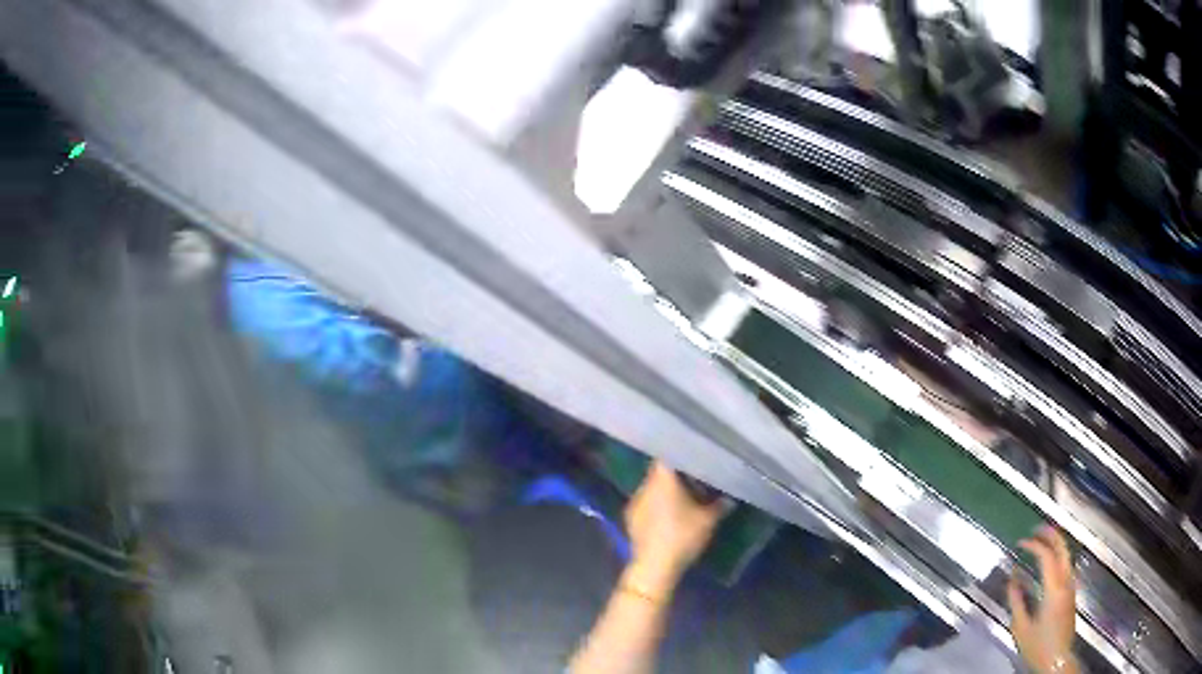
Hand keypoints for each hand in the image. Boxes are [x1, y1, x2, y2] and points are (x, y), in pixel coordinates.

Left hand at [624, 462, 725, 594]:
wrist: (654, 566)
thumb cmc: (682, 536)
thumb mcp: (708, 521)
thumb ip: (720, 504)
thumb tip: (730, 497)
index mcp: (663, 479)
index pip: (669, 455)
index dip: (681, 454)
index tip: (695, 457)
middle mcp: (645, 485)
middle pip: (660, 472)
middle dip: (677, 475)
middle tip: (696, 480)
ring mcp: (635, 501)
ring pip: (653, 487)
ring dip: (667, 490)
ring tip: (684, 499)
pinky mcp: (631, 517)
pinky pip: (647, 502)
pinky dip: (657, 504)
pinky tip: (668, 515)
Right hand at [1007, 526, 1078, 673]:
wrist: (1057, 659)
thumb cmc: (1038, 646)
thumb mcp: (1022, 628)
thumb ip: (1017, 602)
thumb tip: (1013, 580)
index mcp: (1054, 588)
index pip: (1046, 556)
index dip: (1034, 545)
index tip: (1021, 542)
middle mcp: (1066, 581)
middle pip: (1062, 548)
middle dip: (1051, 535)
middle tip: (1037, 529)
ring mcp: (1071, 586)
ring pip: (1066, 555)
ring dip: (1056, 544)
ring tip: (1044, 540)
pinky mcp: (1071, 593)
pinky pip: (1066, 566)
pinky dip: (1058, 556)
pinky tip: (1050, 562)